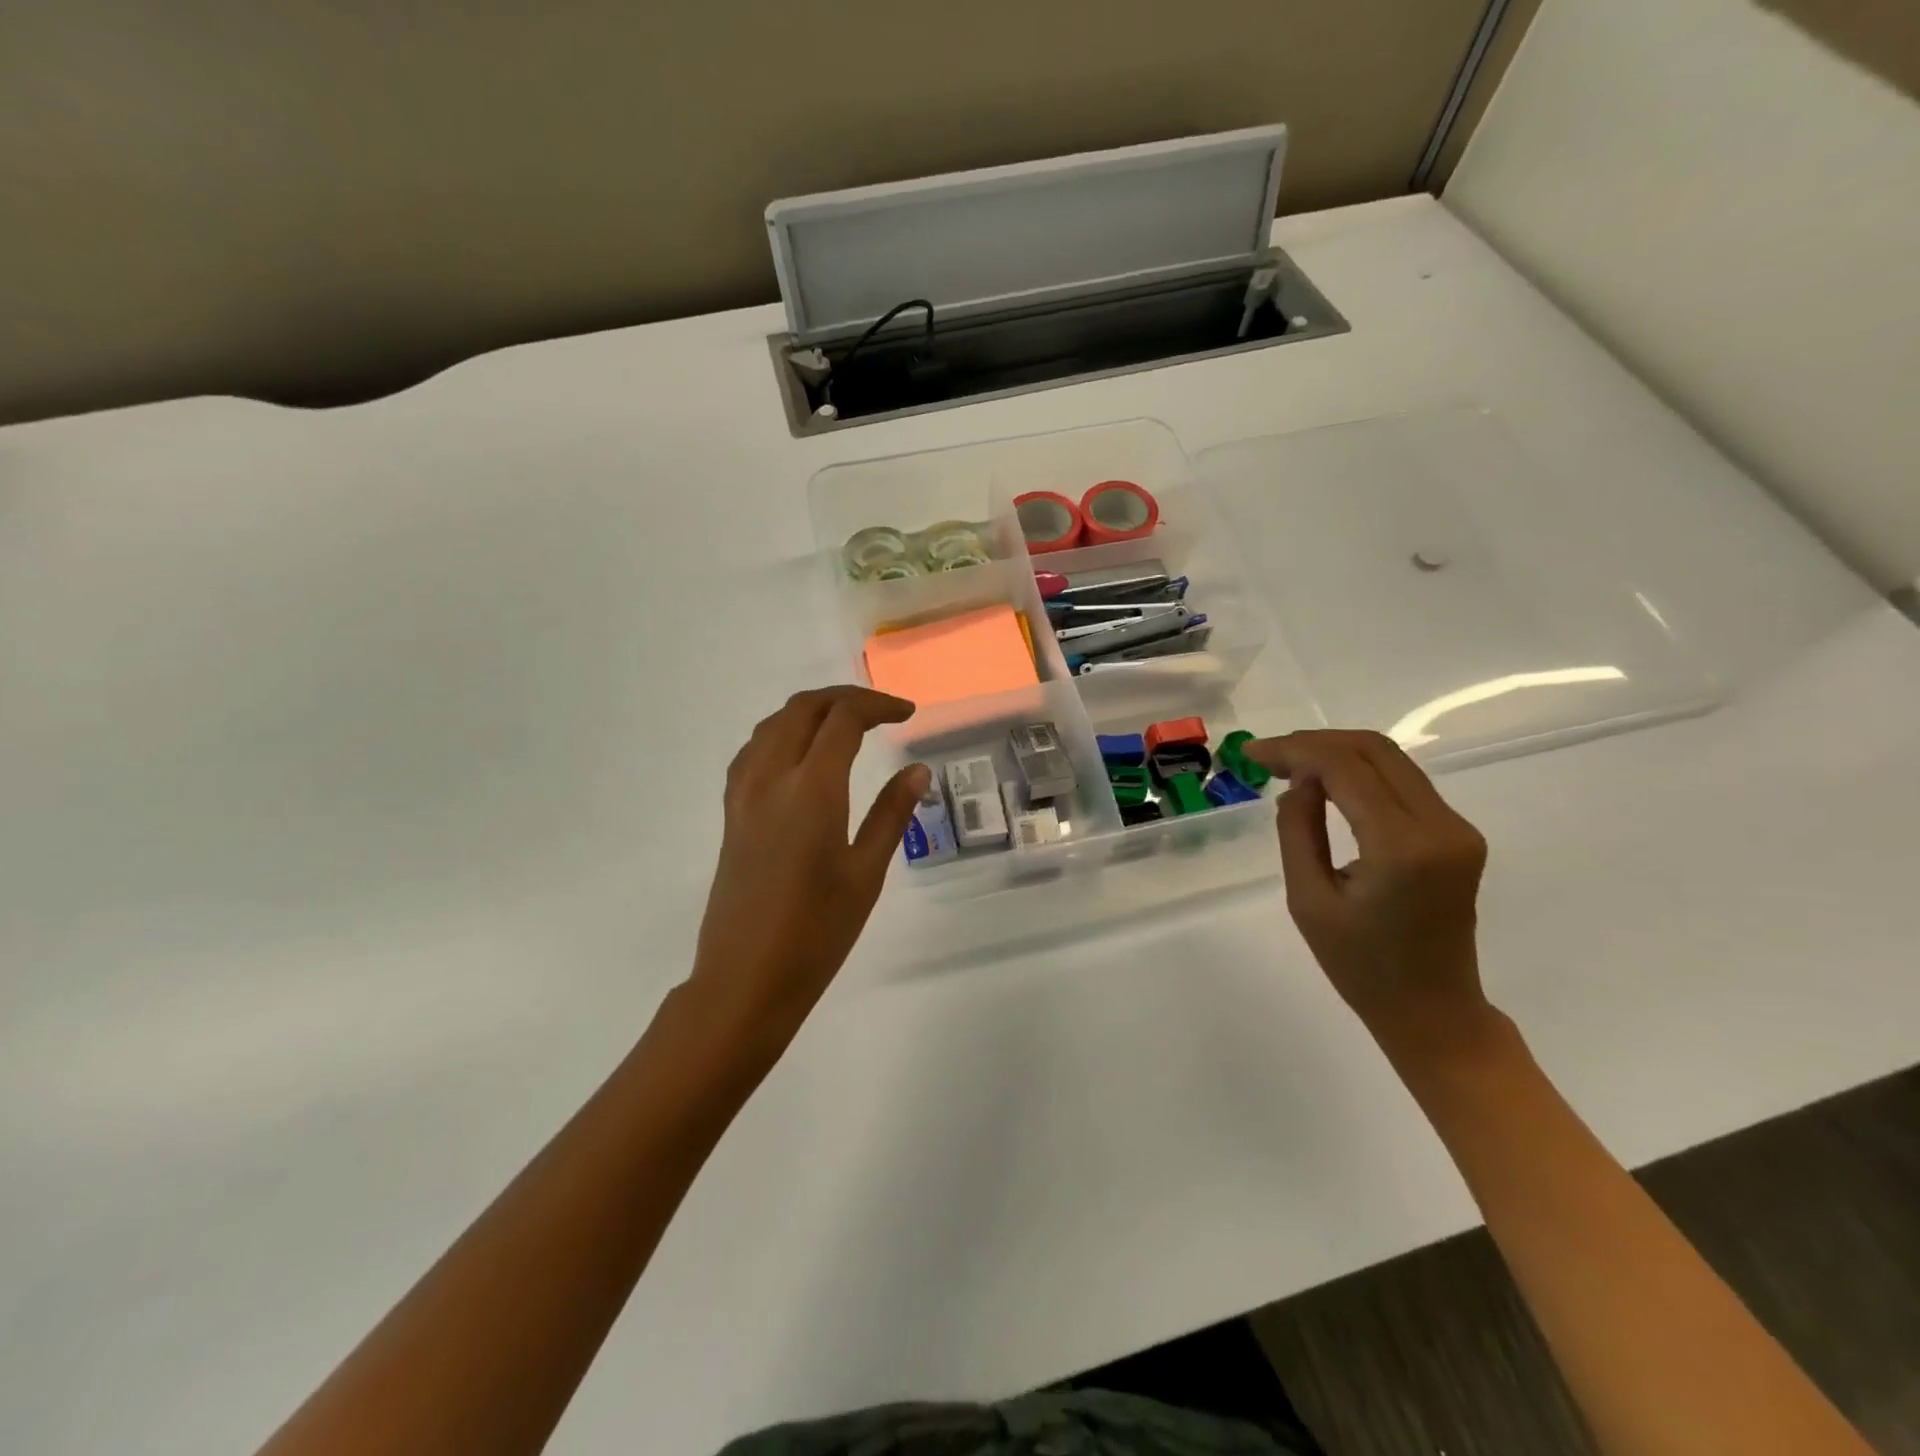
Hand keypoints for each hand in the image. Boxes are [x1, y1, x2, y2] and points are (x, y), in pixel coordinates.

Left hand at [688, 686, 928, 1055]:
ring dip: (811, 711)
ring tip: (847, 727)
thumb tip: (916, 770)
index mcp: (810, 789)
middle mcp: (770, 778)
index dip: (878, 706)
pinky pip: (754, 750)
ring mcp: (743, 794)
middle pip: (803, 709)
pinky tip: (801, 756)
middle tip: (882, 713)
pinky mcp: (731, 813)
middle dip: (845, 699)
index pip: (842, 719)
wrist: (745, 979)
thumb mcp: (866, 873)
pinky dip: (783, 734)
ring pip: (773, 724)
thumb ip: (891, 813)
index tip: (907, 714)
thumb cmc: (817, 932)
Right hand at [1246, 731, 1495, 1065]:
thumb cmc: (1361, 968)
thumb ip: (1298, 831)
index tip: (1252, 754)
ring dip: (1337, 753)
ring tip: (1288, 765)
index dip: (1295, 750)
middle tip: (1267, 756)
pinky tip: (1325, 784)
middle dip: (1314, 743)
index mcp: (1403, 847)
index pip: (1346, 768)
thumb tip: (1298, 782)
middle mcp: (1441, 826)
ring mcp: (1456, 828)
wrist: (1433, 1011)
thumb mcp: (1308, 900)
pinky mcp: (1457, 834)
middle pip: (1374, 750)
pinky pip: (1403, 782)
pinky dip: (1359, 773)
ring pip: (1391, 760)